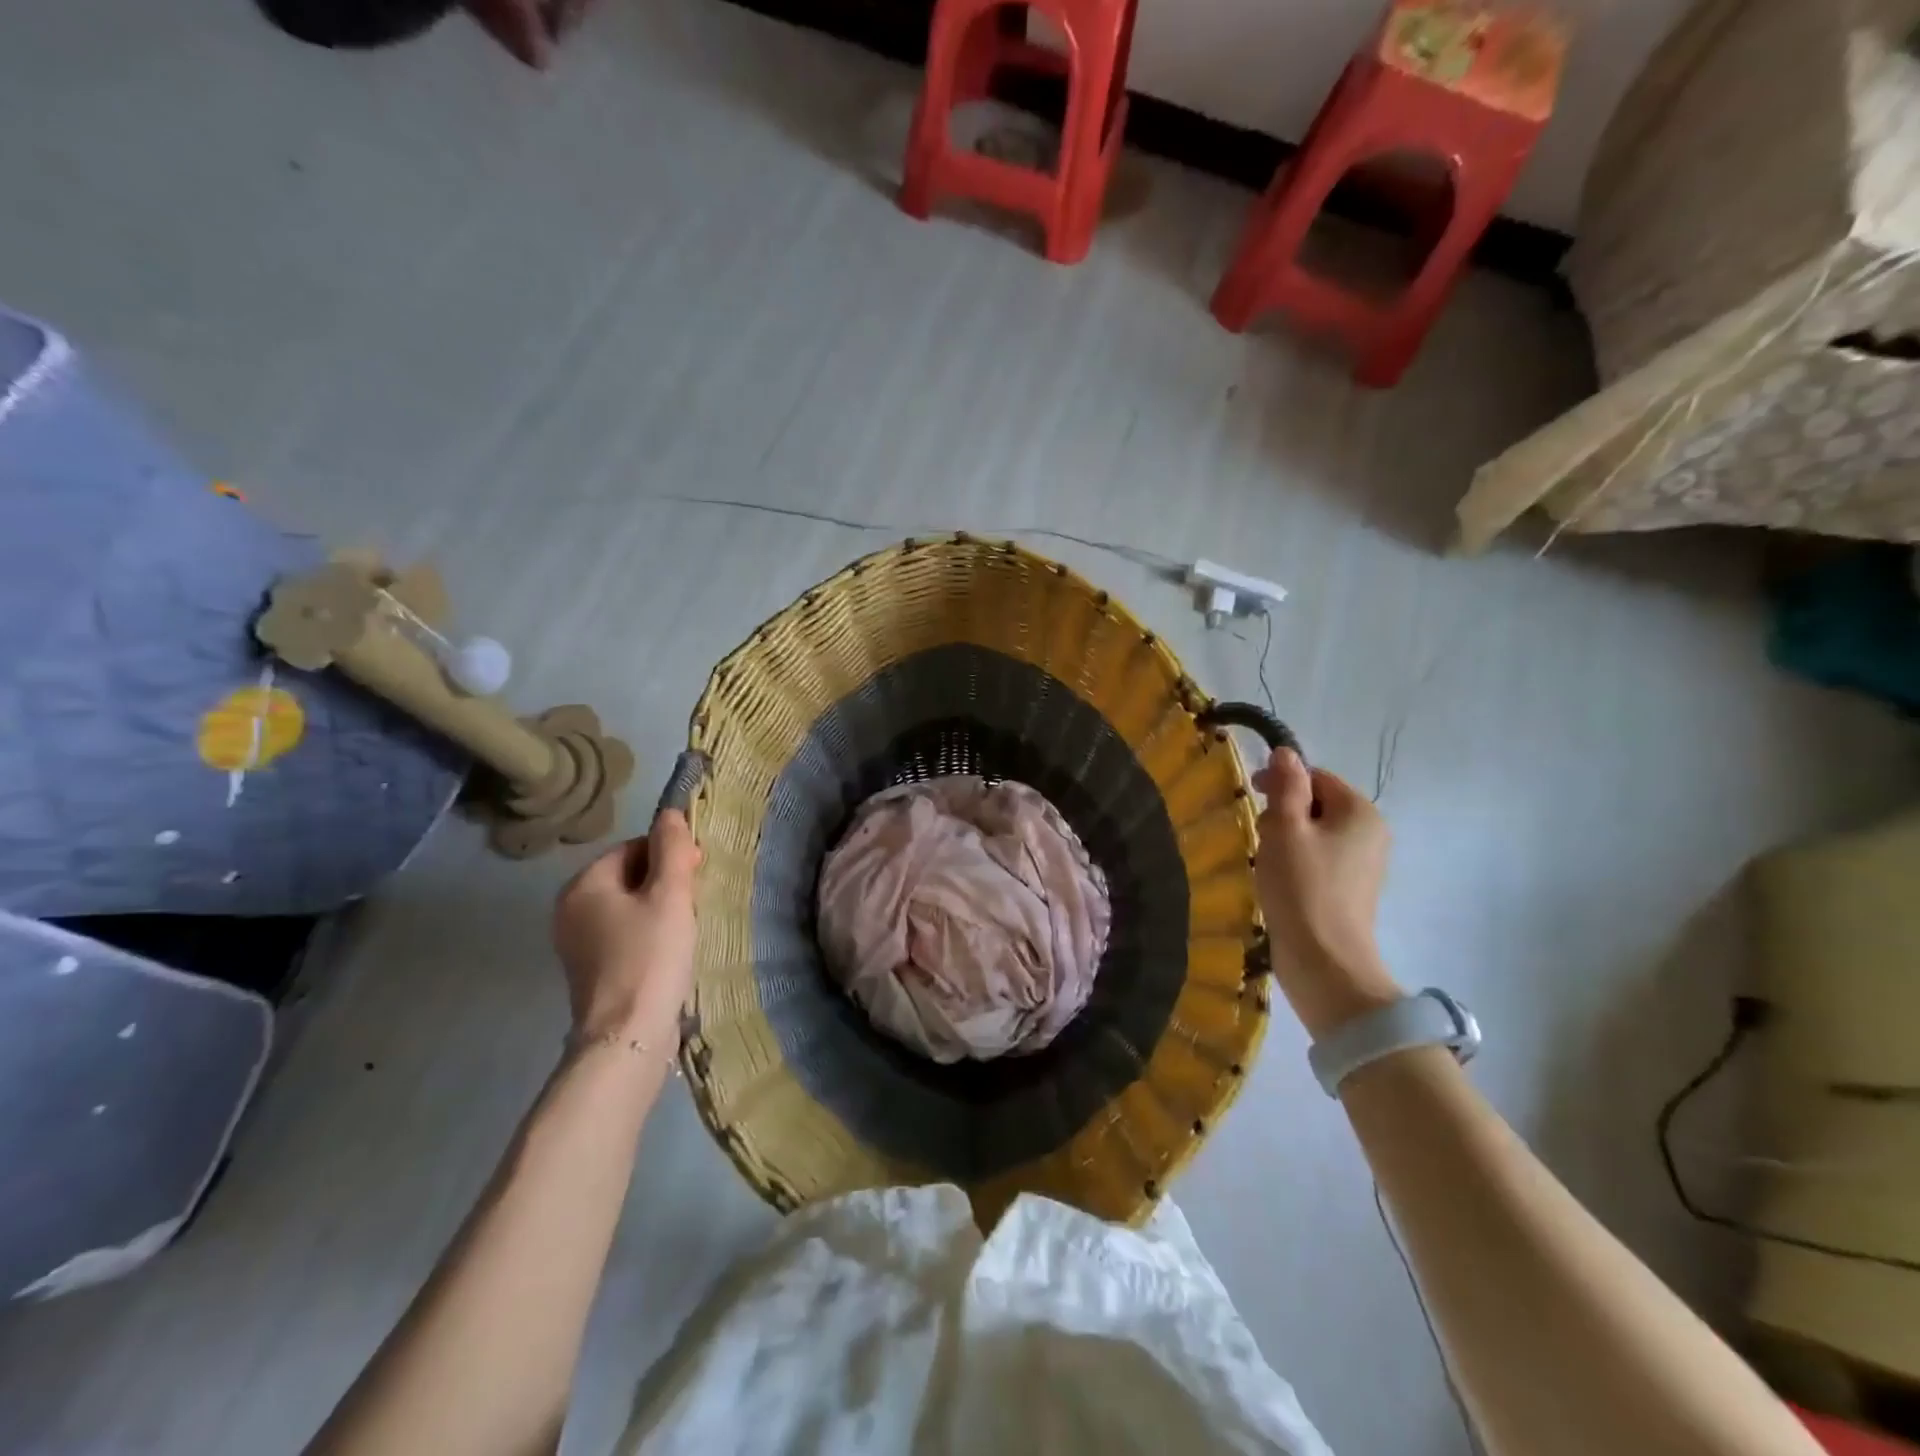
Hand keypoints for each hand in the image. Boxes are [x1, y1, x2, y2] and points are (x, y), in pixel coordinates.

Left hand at [552, 810, 701, 1046]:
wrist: (628, 1037)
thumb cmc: (650, 956)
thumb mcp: (670, 895)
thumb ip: (672, 849)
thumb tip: (669, 813)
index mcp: (583, 885)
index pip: (632, 848)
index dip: (669, 855)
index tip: (698, 873)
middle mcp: (570, 909)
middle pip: (629, 877)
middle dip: (665, 883)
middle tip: (695, 902)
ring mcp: (577, 944)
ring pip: (628, 907)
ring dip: (660, 910)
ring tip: (687, 927)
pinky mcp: (591, 971)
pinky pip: (624, 935)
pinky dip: (648, 935)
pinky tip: (670, 951)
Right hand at [1253, 749, 1399, 1037]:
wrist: (1325, 962)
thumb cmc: (1302, 888)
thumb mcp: (1285, 828)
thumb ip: (1286, 787)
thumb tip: (1286, 752)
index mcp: (1360, 812)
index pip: (1317, 777)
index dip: (1282, 781)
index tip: (1251, 796)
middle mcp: (1371, 833)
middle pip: (1319, 804)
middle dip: (1284, 812)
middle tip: (1260, 835)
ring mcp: (1364, 865)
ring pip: (1316, 833)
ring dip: (1287, 838)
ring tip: (1267, 861)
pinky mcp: (1351, 890)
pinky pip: (1320, 859)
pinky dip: (1297, 862)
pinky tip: (1279, 880)